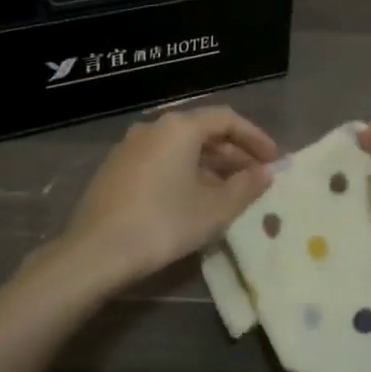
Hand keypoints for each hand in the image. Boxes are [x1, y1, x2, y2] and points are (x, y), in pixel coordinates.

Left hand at [36, 106, 278, 297]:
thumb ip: (245, 187)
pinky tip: (194, 198)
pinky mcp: (116, 168)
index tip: (274, 160)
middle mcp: (154, 127)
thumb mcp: (214, 209)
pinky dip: (184, 171)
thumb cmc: (163, 223)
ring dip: (210, 164)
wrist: (96, 251)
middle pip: (203, 131)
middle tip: (257, 176)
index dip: (255, 138)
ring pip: (180, 147)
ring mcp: (130, 146)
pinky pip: (161, 160)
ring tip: (230, 190)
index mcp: (180, 127)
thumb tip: (265, 173)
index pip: (227, 119)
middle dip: (234, 153)